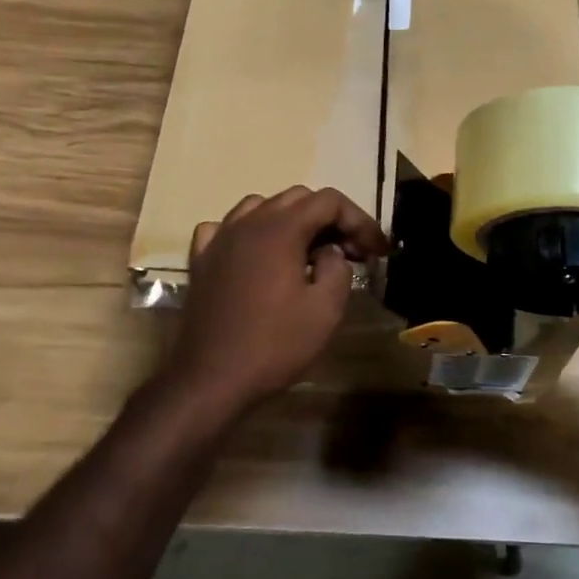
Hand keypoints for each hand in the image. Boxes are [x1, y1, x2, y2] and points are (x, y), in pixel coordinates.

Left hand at [165, 186, 390, 411]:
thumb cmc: (274, 345)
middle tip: (351, 252)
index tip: (377, 250)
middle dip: (330, 219)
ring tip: (308, 251)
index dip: (359, 220)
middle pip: (297, 198)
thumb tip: (329, 252)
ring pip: (261, 206)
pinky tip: (258, 255)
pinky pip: (228, 227)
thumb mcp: (325, 310)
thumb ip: (338, 268)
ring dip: (292, 221)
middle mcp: (248, 223)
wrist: (210, 380)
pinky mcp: (201, 260)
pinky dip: (251, 232)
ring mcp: (219, 239)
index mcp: (281, 229)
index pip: (329, 201)